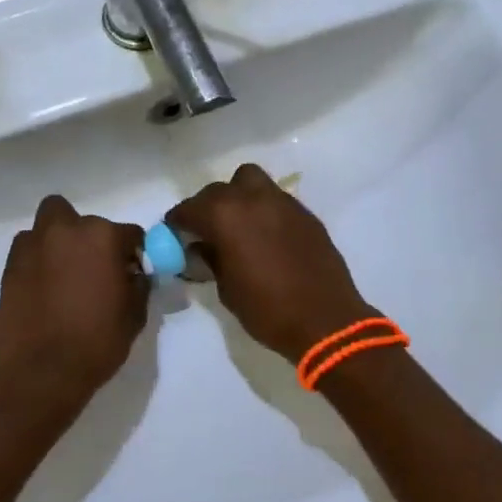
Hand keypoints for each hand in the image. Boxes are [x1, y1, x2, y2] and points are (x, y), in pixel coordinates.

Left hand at [0, 195, 147, 435]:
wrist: (43, 371)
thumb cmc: (97, 341)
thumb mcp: (135, 314)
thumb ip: (138, 284)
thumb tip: (133, 274)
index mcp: (103, 237)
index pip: (130, 234)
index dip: (133, 254)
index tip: (131, 273)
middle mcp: (67, 230)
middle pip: (83, 220)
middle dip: (91, 237)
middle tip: (94, 267)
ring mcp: (34, 245)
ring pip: (49, 225)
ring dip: (60, 240)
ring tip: (64, 272)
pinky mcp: (10, 265)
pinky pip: (29, 248)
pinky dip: (38, 258)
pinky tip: (44, 285)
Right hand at [166, 164, 375, 364]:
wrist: (325, 320)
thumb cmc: (267, 309)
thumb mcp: (226, 289)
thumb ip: (211, 259)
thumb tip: (201, 247)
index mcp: (225, 215)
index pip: (189, 209)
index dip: (178, 222)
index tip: (175, 235)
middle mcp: (251, 198)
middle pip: (218, 190)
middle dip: (206, 207)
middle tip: (205, 232)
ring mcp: (282, 201)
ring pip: (250, 182)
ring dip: (237, 197)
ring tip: (237, 224)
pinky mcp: (304, 213)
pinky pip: (274, 199)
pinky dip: (262, 209)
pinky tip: (265, 235)